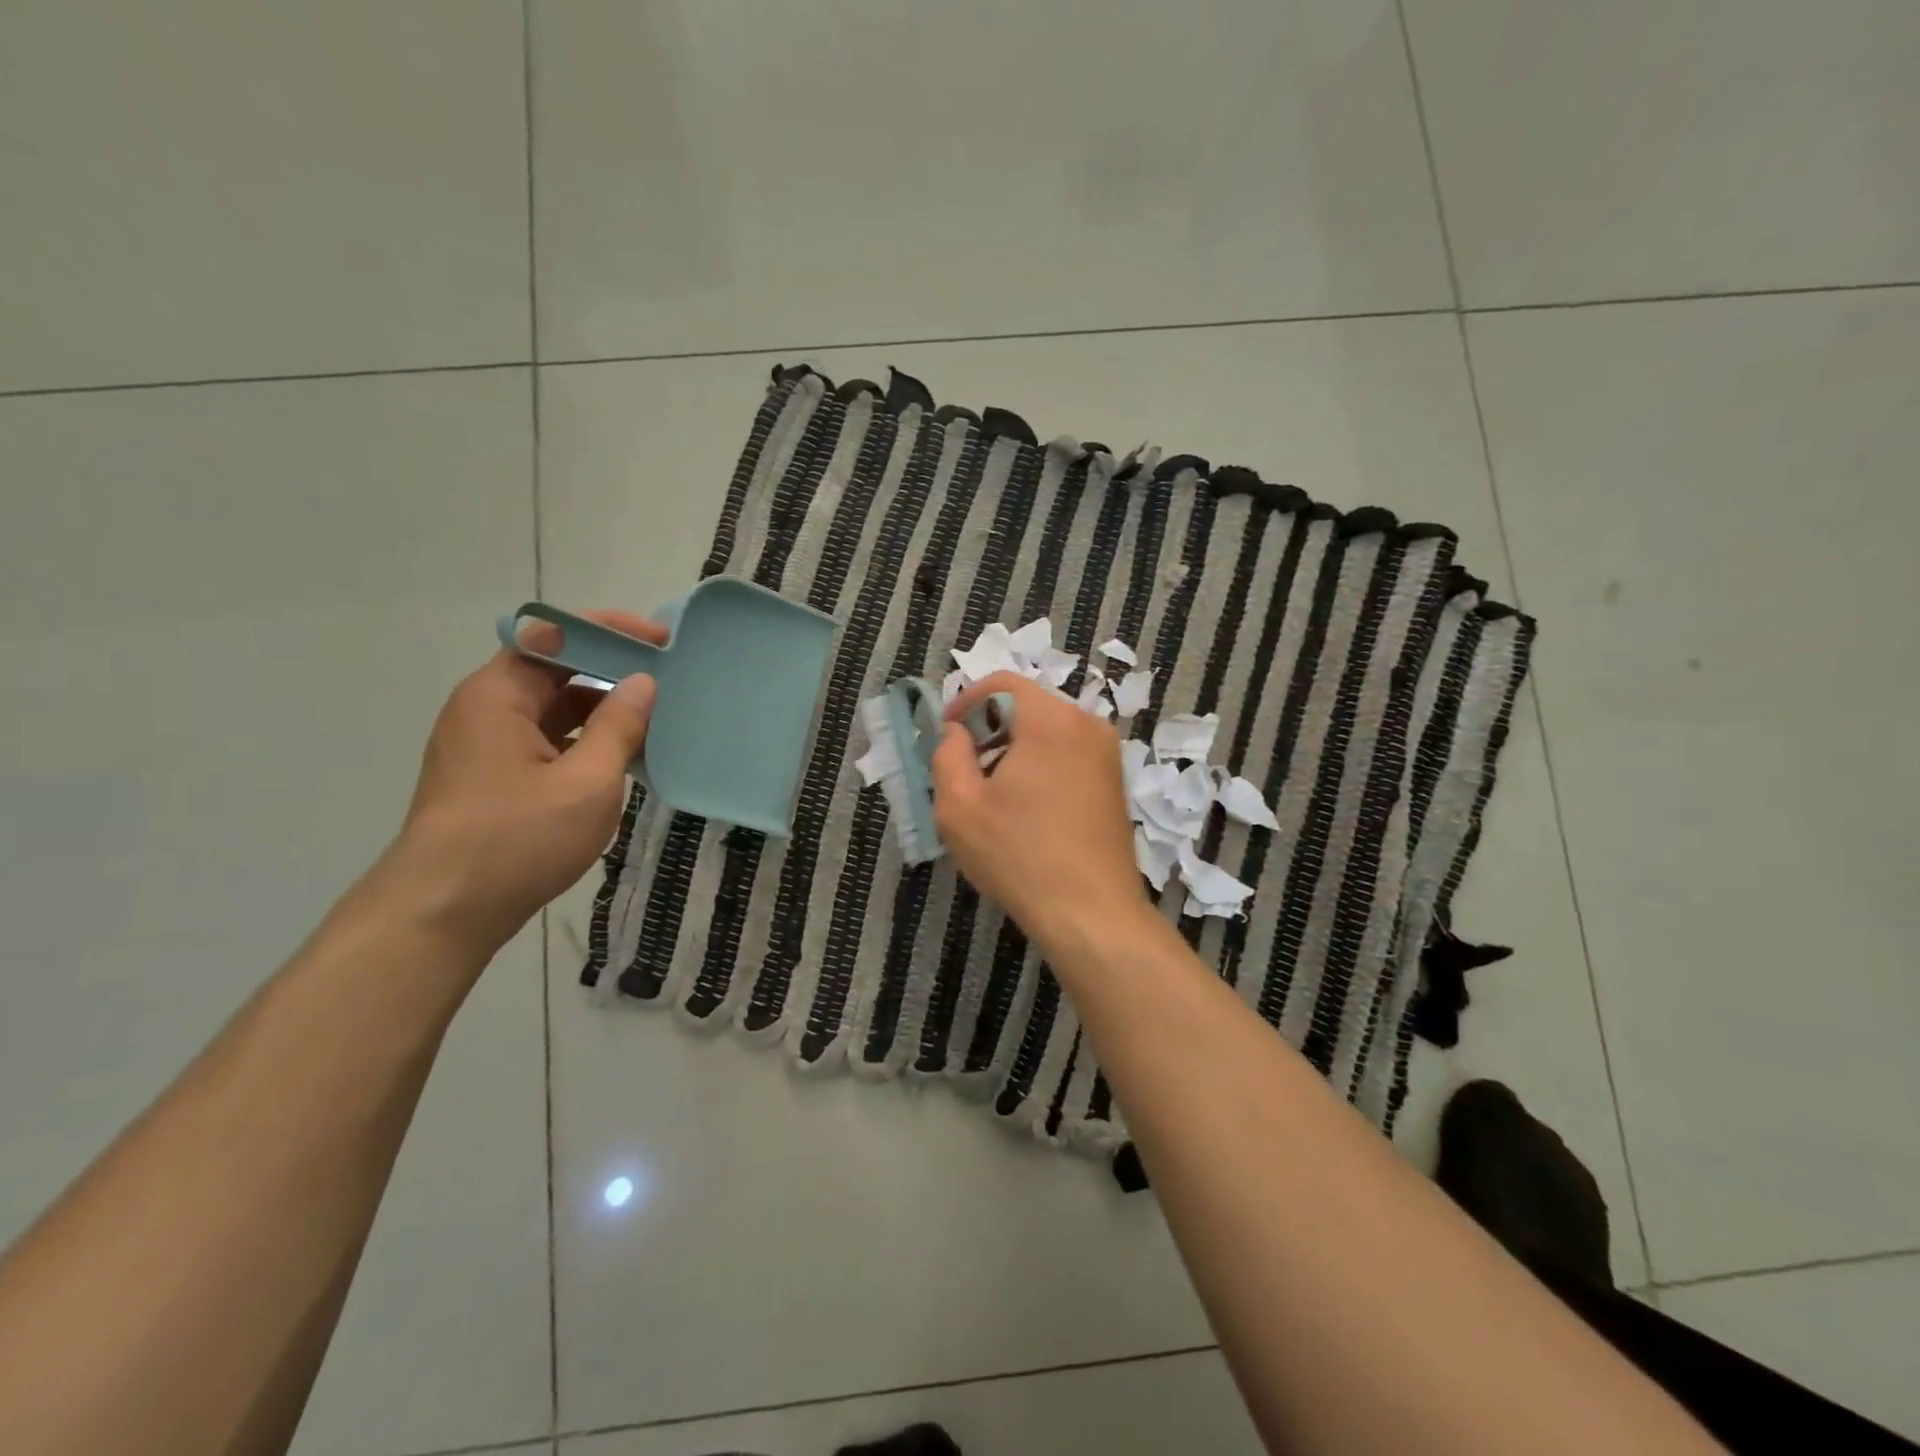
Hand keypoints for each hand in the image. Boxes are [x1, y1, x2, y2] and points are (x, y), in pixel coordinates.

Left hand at [388, 610, 663, 955]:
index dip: (610, 630)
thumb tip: (644, 682)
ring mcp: (488, 744)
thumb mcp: (586, 781)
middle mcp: (487, 708)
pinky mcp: (496, 776)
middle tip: (669, 679)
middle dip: (612, 669)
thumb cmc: (517, 839)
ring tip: (658, 716)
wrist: (443, 913)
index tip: (661, 641)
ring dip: (603, 708)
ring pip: (554, 707)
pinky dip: (587, 739)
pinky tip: (625, 755)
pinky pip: (548, 739)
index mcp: (498, 695)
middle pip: (555, 669)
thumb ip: (619, 726)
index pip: (556, 636)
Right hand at [931, 672, 1151, 956]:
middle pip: (1028, 706)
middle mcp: (1086, 725)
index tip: (945, 733)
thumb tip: (956, 732)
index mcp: (1050, 720)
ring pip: (1049, 732)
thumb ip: (947, 754)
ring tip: (992, 793)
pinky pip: (1070, 754)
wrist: (1092, 912)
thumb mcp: (960, 806)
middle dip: (990, 728)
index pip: (1003, 683)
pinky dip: (1042, 765)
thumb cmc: (1019, 855)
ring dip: (1015, 749)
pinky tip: (1027, 809)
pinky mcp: (1115, 782)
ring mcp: (1108, 754)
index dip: (966, 701)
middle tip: (964, 767)